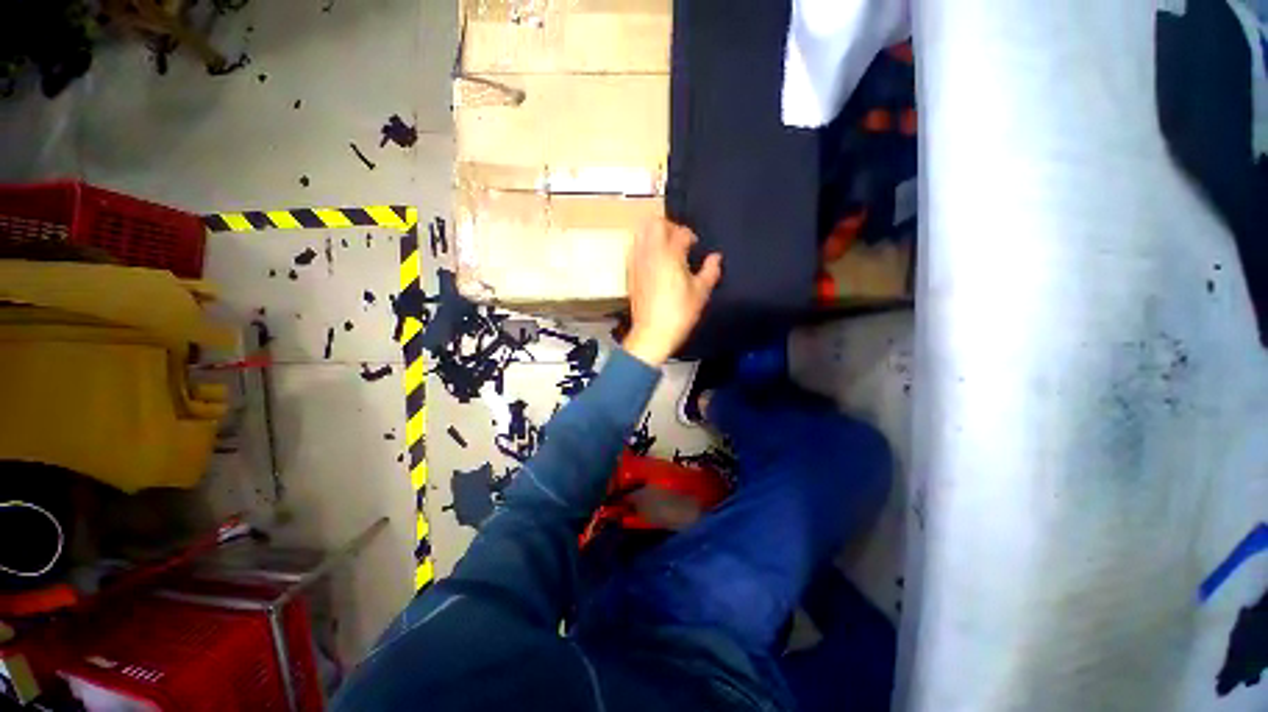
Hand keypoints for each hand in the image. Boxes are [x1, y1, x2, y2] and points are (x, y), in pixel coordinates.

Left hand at [623, 218, 721, 365]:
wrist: (652, 333)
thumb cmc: (679, 313)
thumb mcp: (701, 293)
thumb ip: (710, 271)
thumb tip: (716, 257)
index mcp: (670, 254)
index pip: (681, 232)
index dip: (690, 236)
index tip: (695, 246)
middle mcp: (650, 253)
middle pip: (655, 223)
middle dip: (669, 226)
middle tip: (678, 241)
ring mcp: (637, 262)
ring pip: (641, 233)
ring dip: (654, 235)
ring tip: (665, 249)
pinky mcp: (630, 273)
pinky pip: (634, 249)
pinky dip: (643, 248)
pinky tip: (653, 262)